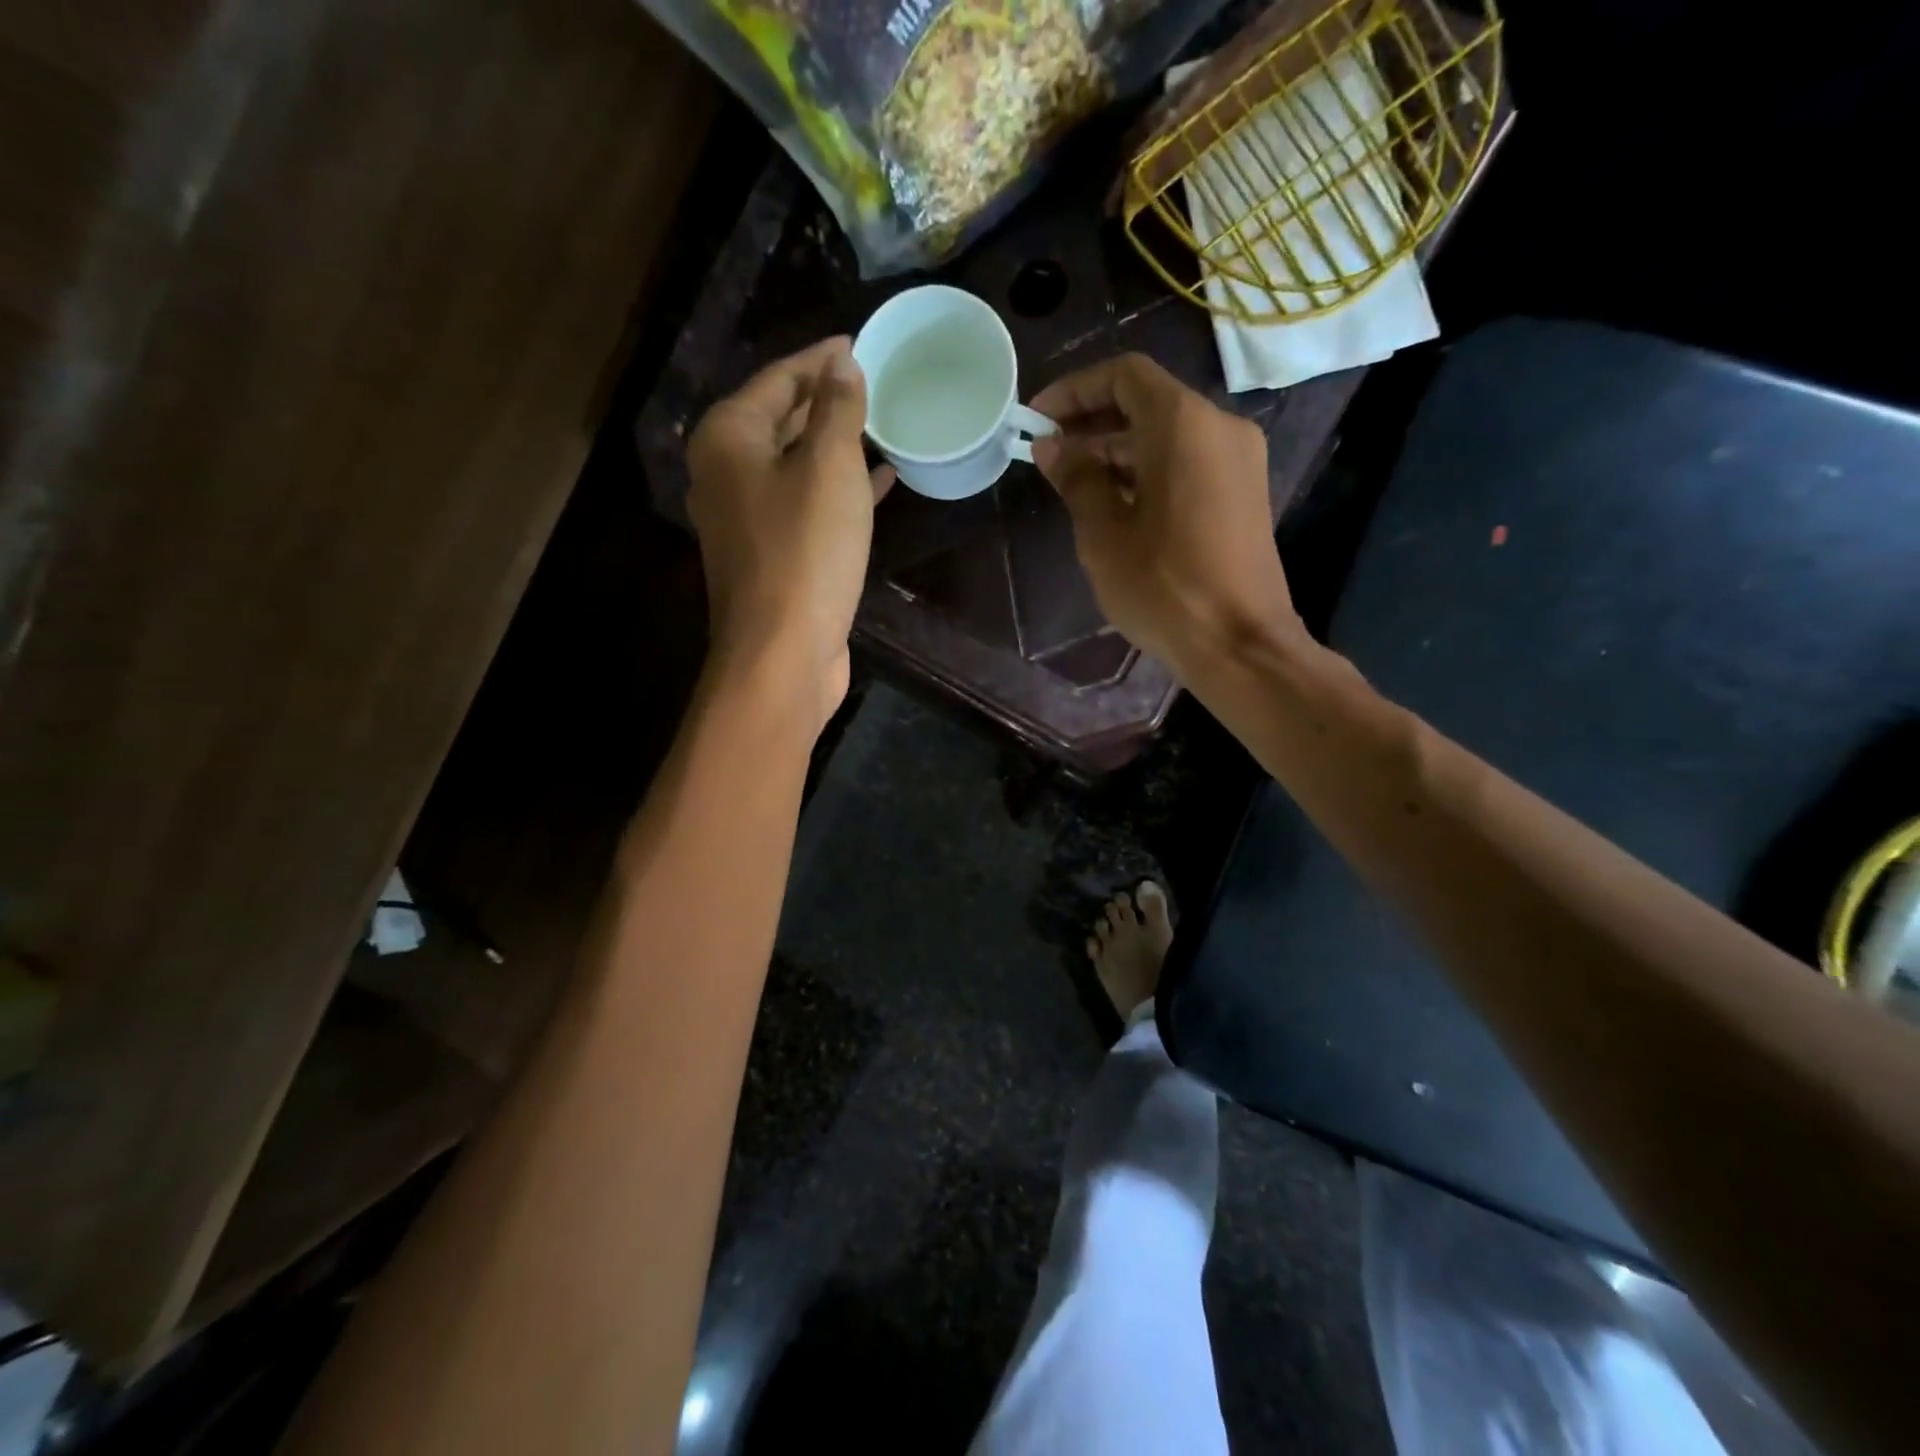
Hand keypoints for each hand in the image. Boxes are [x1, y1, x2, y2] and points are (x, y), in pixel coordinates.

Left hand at [687, 337, 893, 729]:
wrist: (782, 653)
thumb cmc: (805, 552)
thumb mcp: (829, 468)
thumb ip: (837, 410)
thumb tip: (841, 366)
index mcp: (728, 438)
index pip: (778, 378)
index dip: (820, 359)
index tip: (859, 344)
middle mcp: (726, 473)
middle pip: (780, 419)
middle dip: (826, 401)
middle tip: (874, 383)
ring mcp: (745, 519)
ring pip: (795, 465)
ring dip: (836, 447)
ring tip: (882, 427)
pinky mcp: (770, 555)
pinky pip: (806, 505)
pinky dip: (839, 491)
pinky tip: (879, 485)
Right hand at [1029, 354, 1304, 677]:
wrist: (1238, 643)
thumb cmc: (1163, 586)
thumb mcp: (1104, 533)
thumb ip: (1077, 478)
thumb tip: (1051, 446)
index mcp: (1183, 424)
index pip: (1124, 375)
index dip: (1074, 390)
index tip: (1037, 419)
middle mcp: (1219, 427)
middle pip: (1148, 403)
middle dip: (1093, 422)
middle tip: (1048, 454)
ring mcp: (1238, 461)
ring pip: (1168, 435)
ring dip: (1118, 450)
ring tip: (1073, 484)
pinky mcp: (1243, 493)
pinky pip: (1188, 462)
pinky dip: (1148, 471)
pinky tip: (1114, 504)